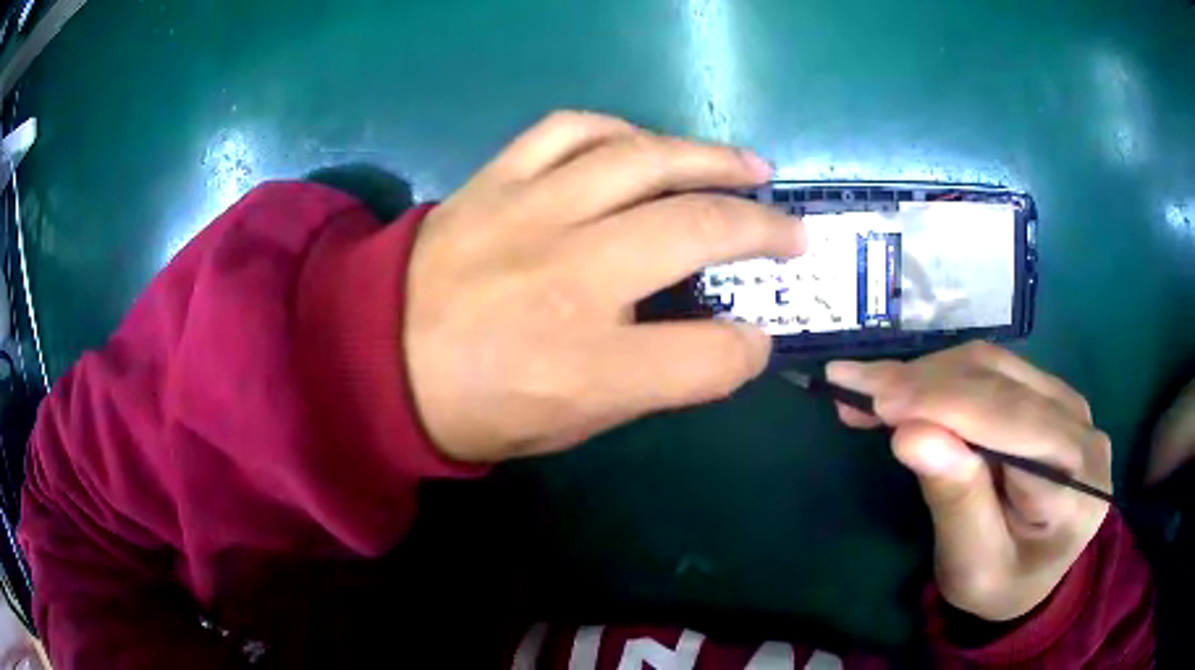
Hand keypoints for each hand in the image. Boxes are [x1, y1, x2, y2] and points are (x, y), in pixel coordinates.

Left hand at [405, 111, 805, 462]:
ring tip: (750, 168)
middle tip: (792, 231)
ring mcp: (528, 214)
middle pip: (696, 230)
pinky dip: (621, 131)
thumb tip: (724, 340)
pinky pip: (570, 130)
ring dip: (711, 159)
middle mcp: (566, 279)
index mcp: (584, 367)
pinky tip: (648, 145)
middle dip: (762, 230)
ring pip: (642, 159)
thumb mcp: (571, 425)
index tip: (757, 337)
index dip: (749, 349)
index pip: (709, 356)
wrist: (374, 358)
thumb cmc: (474, 408)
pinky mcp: (495, 180)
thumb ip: (654, 382)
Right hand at [827, 342, 1111, 621]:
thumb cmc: (1001, 585)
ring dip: (927, 374)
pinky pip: (993, 370)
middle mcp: (1082, 428)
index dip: (947, 404)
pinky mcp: (1048, 394)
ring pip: (993, 366)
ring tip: (869, 388)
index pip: (1015, 424)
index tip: (876, 399)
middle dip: (925, 383)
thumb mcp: (973, 567)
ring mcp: (1068, 403)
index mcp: (1078, 483)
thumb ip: (956, 502)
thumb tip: (912, 434)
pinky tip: (906, 389)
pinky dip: (942, 376)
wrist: (1033, 575)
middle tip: (854, 385)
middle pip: (1002, 383)